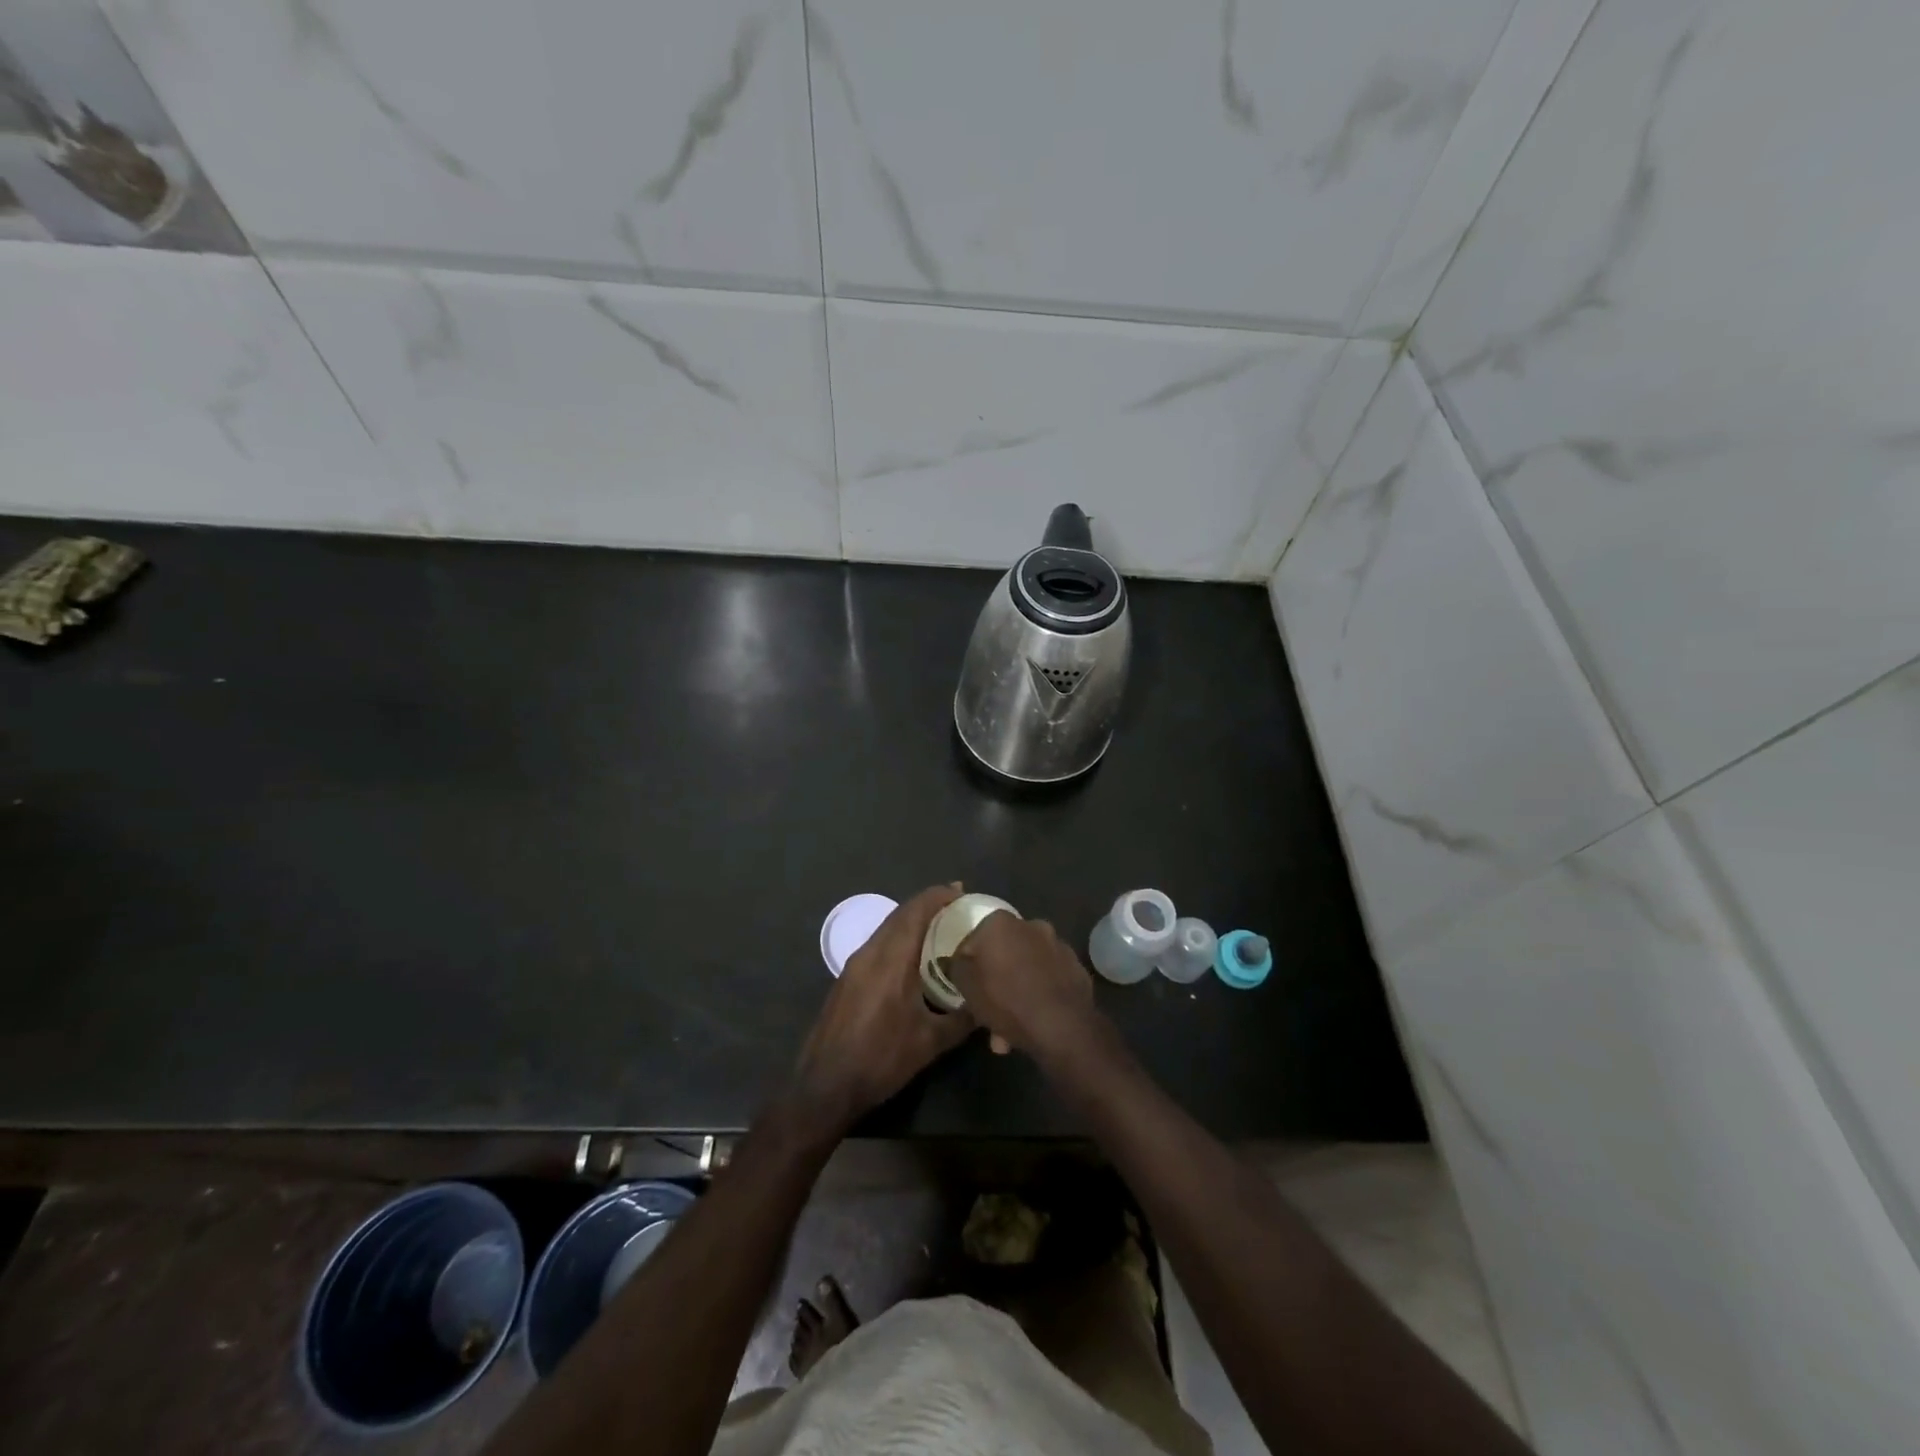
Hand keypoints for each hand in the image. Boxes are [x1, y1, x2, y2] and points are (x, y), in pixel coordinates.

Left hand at [791, 884, 975, 1132]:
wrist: (825, 1086)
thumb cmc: (881, 1060)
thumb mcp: (930, 1043)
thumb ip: (962, 1019)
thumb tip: (986, 1006)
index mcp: (890, 959)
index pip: (915, 912)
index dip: (938, 896)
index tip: (961, 891)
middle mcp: (869, 953)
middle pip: (900, 915)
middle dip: (928, 905)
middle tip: (956, 906)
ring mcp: (853, 966)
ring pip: (886, 930)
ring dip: (911, 922)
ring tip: (939, 928)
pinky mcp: (846, 980)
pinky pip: (877, 946)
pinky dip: (898, 940)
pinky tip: (912, 958)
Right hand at [947, 912, 1099, 1060]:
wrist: (1062, 1026)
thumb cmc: (1006, 999)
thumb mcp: (966, 986)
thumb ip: (956, 967)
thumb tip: (955, 959)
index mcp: (1000, 922)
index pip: (974, 939)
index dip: (967, 964)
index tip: (967, 986)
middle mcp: (1031, 925)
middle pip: (1003, 953)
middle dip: (995, 980)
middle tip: (987, 1010)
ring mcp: (1058, 945)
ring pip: (1026, 968)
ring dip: (1016, 992)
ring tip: (1008, 1032)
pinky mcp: (1076, 967)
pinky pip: (1048, 979)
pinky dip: (1039, 995)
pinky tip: (1033, 1023)